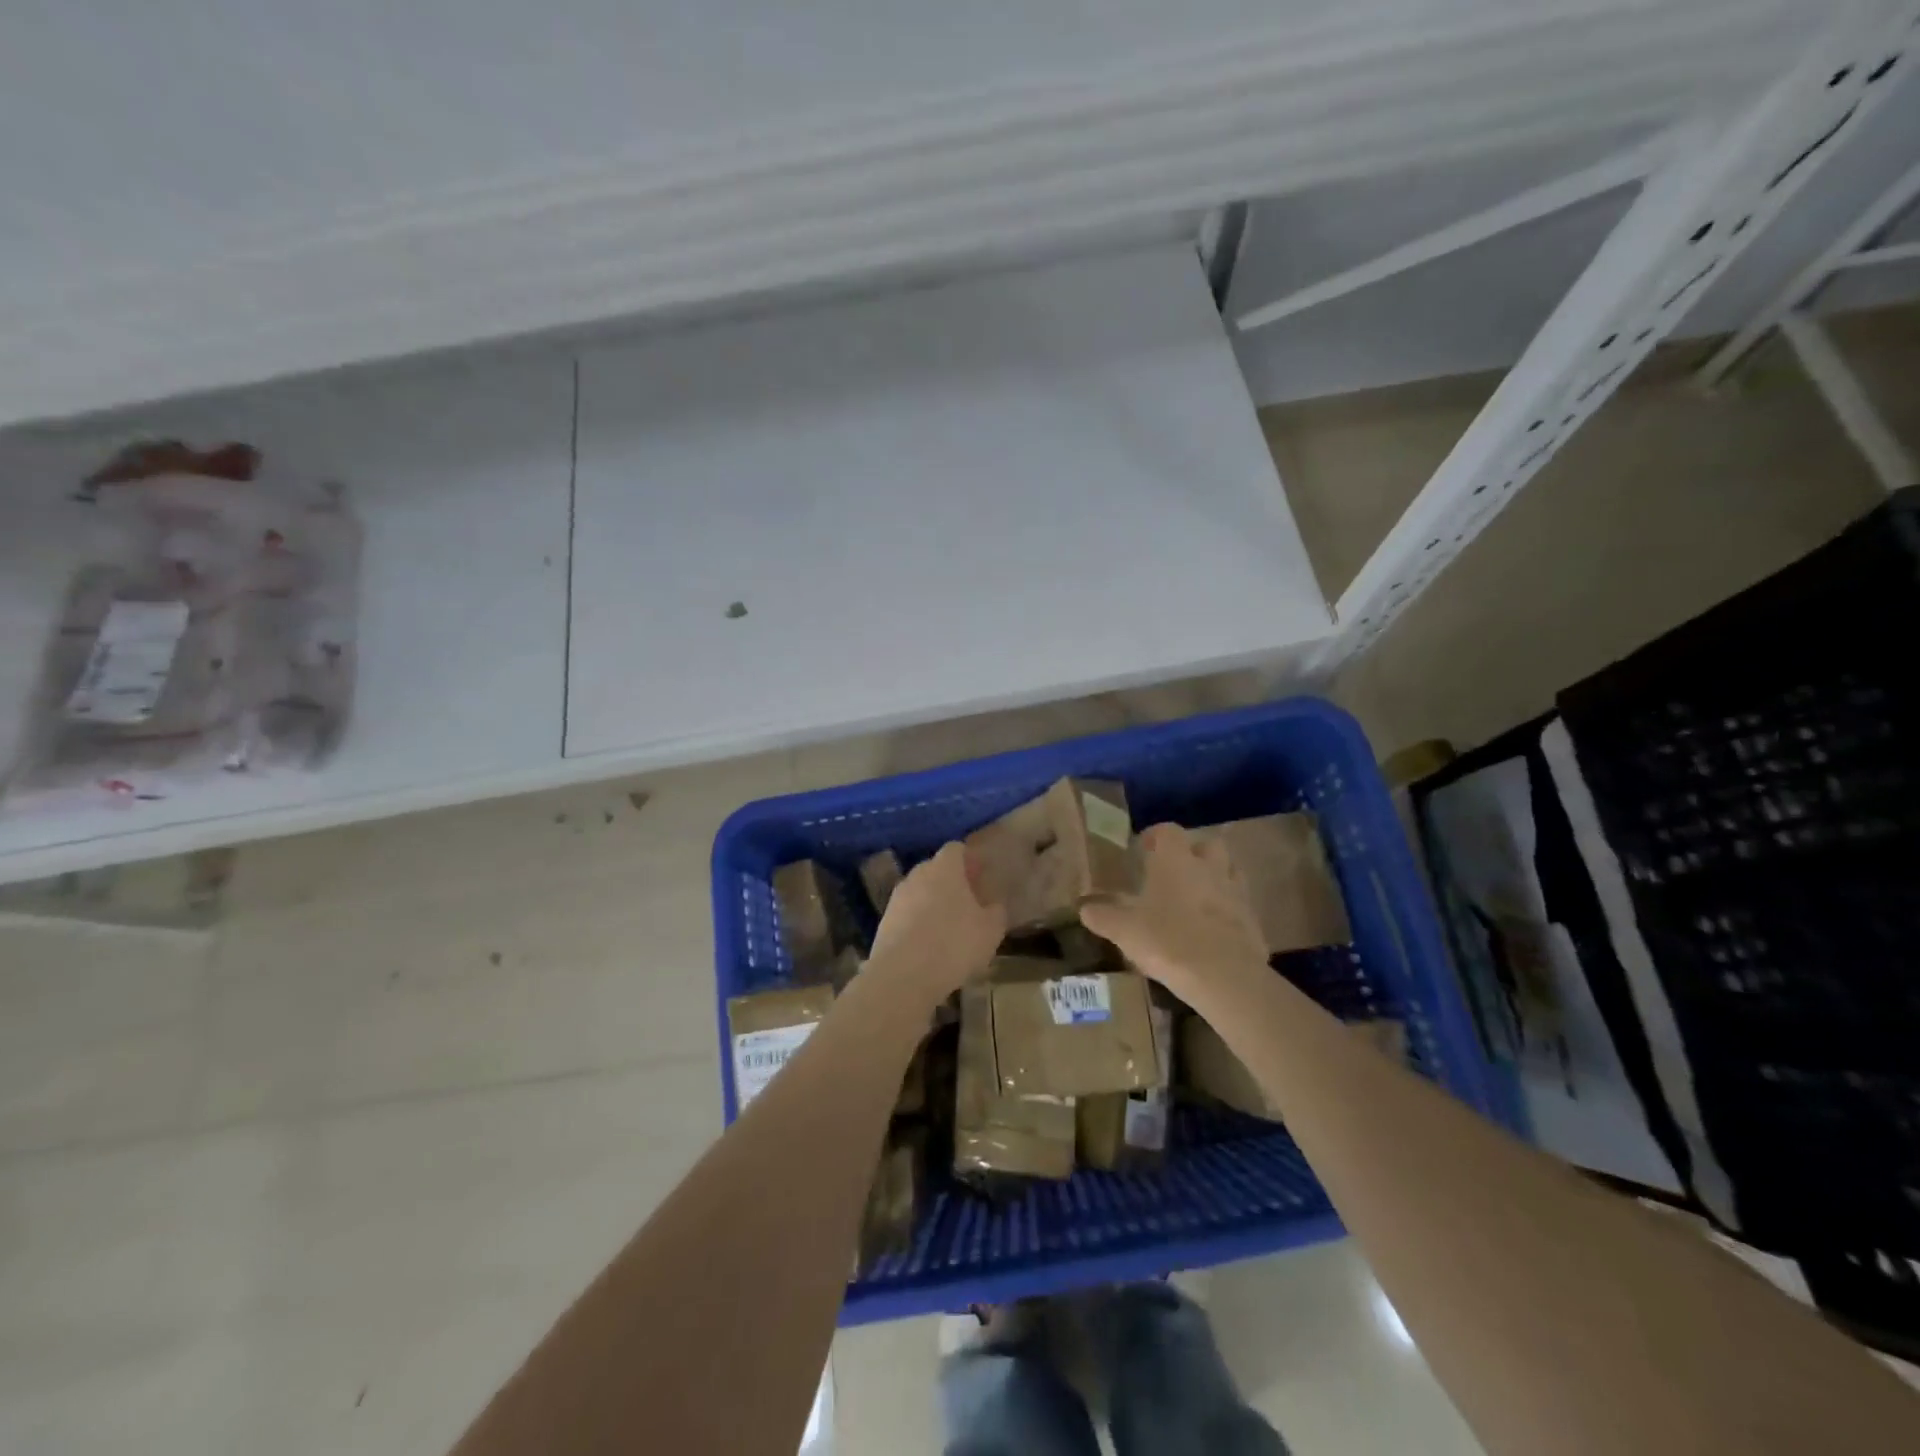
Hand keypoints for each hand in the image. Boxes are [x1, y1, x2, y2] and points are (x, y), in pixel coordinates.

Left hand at [866, 841, 1005, 1001]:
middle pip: (935, 869)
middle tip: (968, 903)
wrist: (902, 976)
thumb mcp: (991, 930)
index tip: (980, 877)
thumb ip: (996, 912)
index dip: (969, 861)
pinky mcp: (884, 922)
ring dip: (932, 903)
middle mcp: (917, 875)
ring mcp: (897, 898)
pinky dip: (917, 923)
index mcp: (944, 868)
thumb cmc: (954, 944)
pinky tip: (928, 945)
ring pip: (919, 892)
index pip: (956, 849)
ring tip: (948, 927)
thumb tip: (993, 906)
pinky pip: (906, 914)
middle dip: (951, 882)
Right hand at [1080, 823, 1267, 1002]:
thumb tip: (1085, 909)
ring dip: (1214, 877)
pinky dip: (1228, 910)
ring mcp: (1236, 892)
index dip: (1155, 836)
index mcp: (1176, 861)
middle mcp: (1209, 867)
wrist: (1224, 977)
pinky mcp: (1253, 920)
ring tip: (1195, 898)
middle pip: (1207, 844)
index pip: (1168, 830)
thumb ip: (1103, 917)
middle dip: (1192, 852)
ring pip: (1228, 871)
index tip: (1143, 850)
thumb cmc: (1168, 941)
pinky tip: (1213, 929)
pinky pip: (1240, 904)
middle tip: (1173, 872)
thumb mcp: (1124, 931)